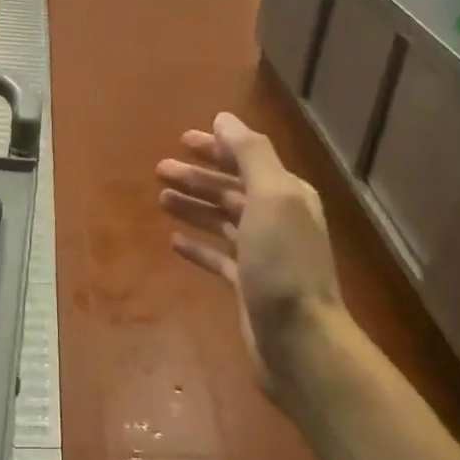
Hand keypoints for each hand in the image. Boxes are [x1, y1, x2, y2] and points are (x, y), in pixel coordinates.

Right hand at [157, 113, 341, 401]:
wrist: (299, 339)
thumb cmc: (283, 263)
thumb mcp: (273, 196)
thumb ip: (250, 154)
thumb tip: (224, 119)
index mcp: (286, 194)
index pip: (247, 160)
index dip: (216, 148)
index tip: (183, 140)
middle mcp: (277, 219)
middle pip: (231, 189)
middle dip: (198, 177)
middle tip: (160, 170)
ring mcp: (262, 254)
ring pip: (223, 221)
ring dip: (194, 206)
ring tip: (162, 198)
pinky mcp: (248, 285)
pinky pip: (219, 257)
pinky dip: (198, 246)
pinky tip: (174, 241)